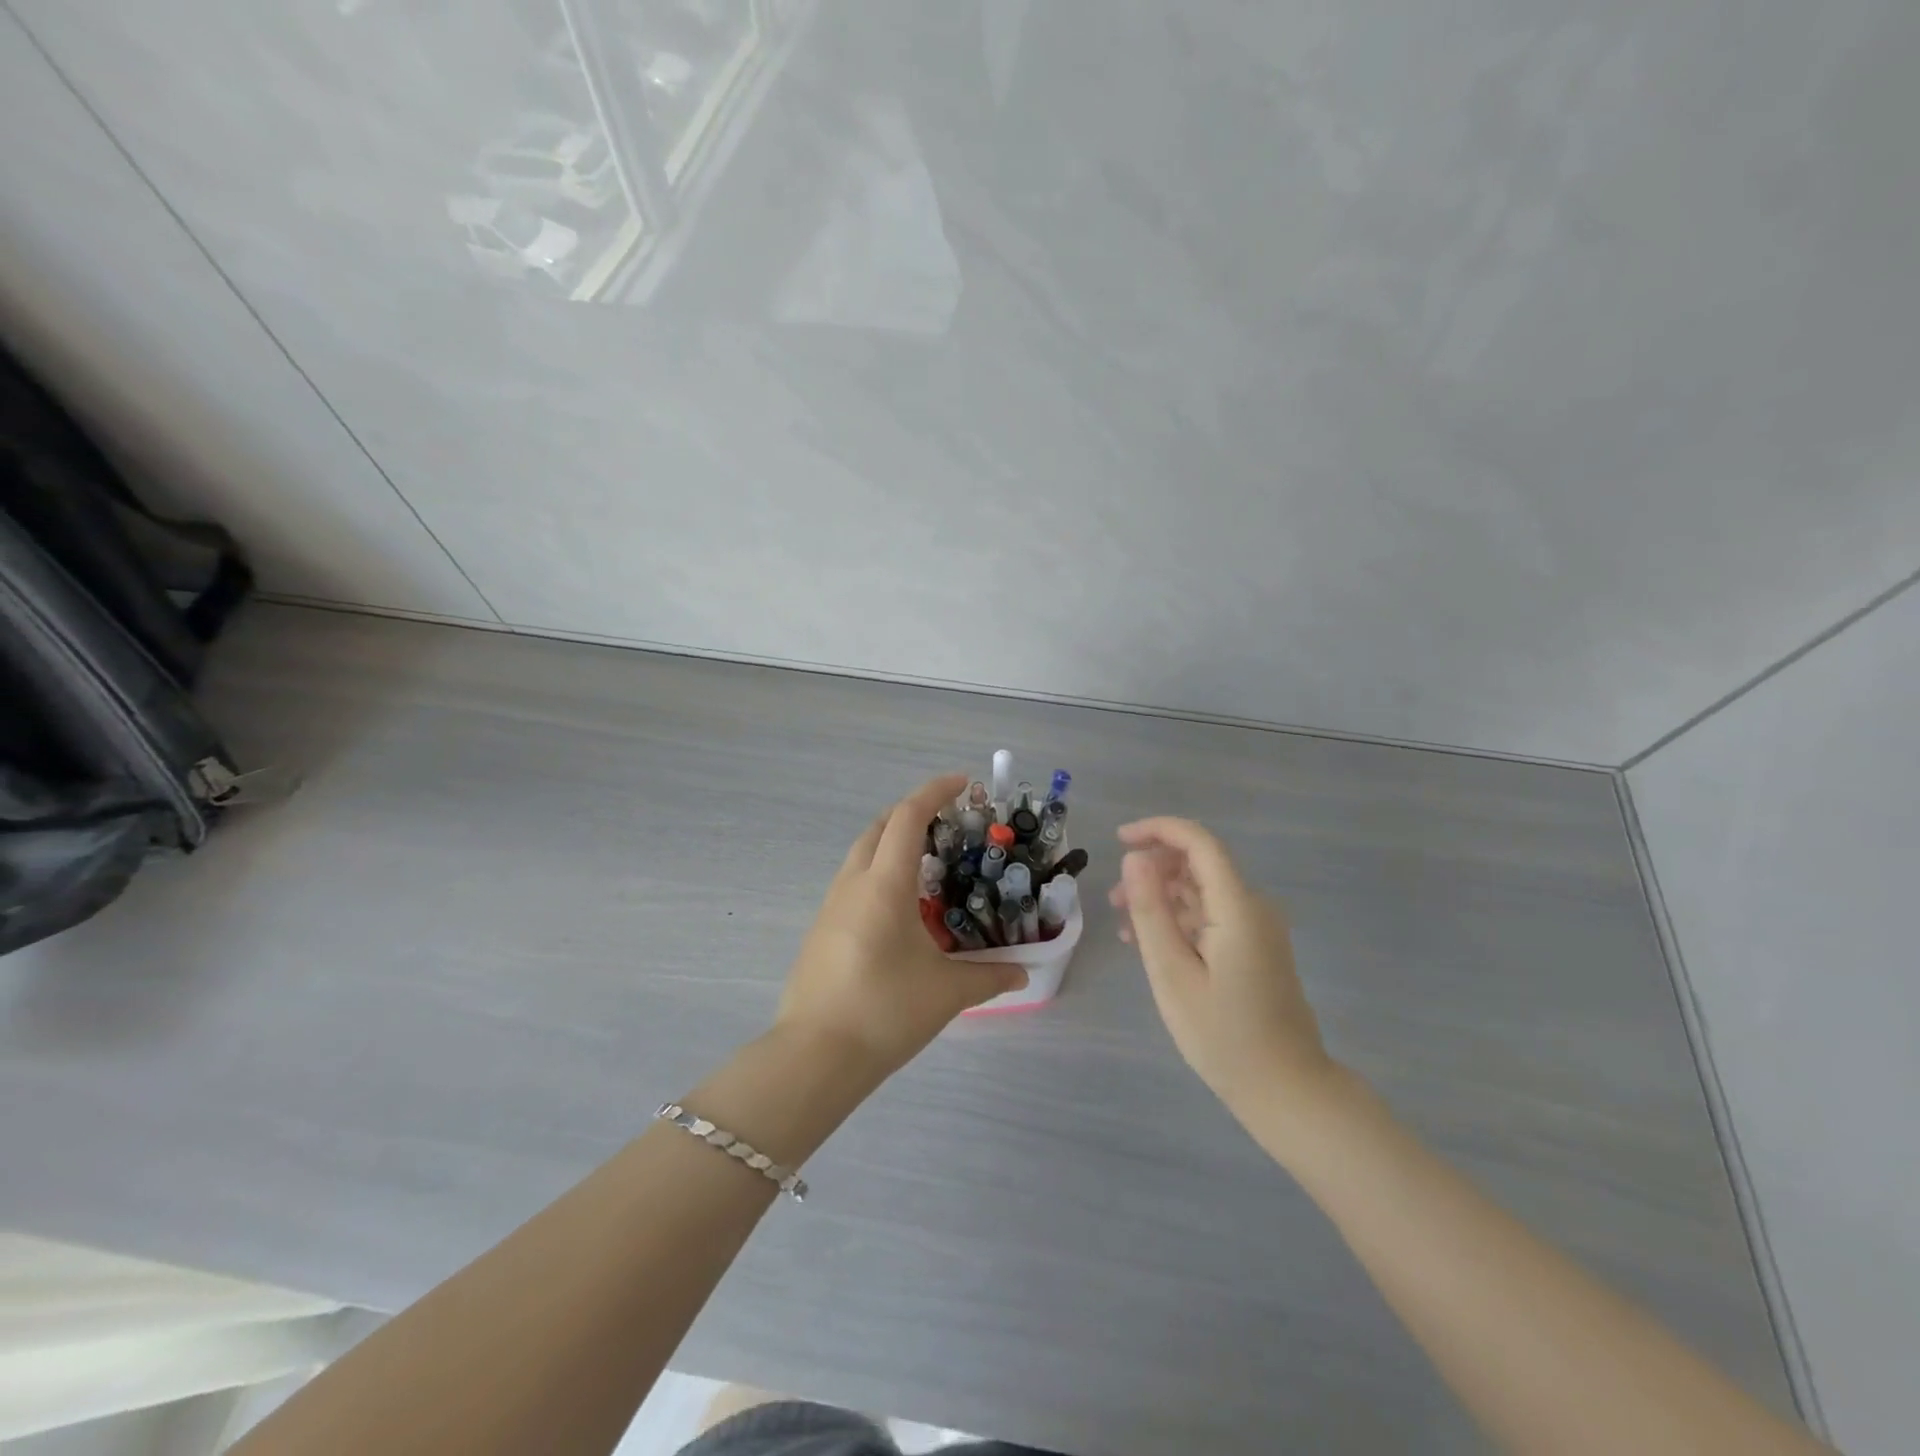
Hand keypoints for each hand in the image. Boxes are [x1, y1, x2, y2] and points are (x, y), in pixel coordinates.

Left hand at [777, 773, 1027, 1076]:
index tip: (962, 781)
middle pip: (879, 827)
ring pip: (861, 854)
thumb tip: (1023, 973)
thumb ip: (989, 976)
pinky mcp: (821, 930)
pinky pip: (853, 883)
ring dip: (892, 844)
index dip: (934, 791)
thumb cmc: (885, 1010)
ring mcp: (831, 906)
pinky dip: (878, 874)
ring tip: (927, 865)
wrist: (815, 1055)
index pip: (907, 817)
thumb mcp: (946, 992)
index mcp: (884, 884)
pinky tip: (899, 909)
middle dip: (911, 813)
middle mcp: (853, 884)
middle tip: (946, 823)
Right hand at [1109, 817, 1335, 1117]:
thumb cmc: (1222, 1035)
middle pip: (1199, 864)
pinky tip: (1153, 944)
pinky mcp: (1257, 946)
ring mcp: (1259, 928)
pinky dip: (1180, 919)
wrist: (1287, 1089)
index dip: (1158, 830)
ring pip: (1203, 890)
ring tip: (1125, 925)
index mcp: (1237, 907)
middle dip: (1153, 870)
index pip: (1199, 842)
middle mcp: (1254, 907)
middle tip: (1114, 900)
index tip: (1118, 840)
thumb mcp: (1172, 973)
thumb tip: (1135, 858)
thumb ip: (1151, 910)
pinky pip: (1214, 915)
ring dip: (1163, 897)